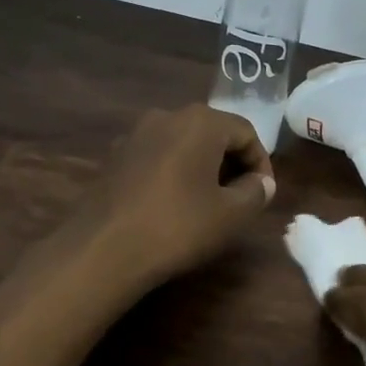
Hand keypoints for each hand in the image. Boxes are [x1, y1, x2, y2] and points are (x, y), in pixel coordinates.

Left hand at [74, 105, 275, 291]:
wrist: (103, 249)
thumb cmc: (178, 226)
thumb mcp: (231, 214)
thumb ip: (255, 192)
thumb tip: (261, 183)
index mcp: (200, 121)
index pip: (246, 132)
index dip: (261, 163)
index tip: (263, 194)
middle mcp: (167, 116)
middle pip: (213, 133)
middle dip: (232, 163)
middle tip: (241, 197)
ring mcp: (135, 135)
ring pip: (183, 144)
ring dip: (202, 168)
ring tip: (209, 202)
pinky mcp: (114, 157)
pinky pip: (157, 157)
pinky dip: (174, 173)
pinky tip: (173, 205)